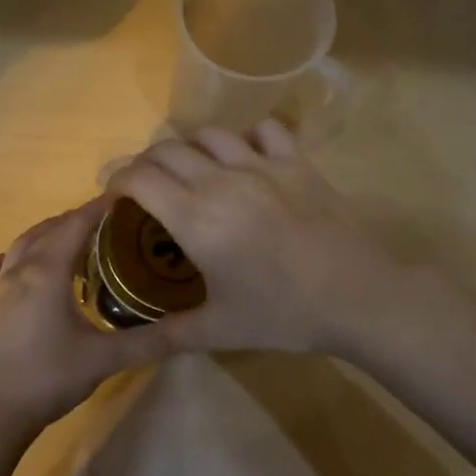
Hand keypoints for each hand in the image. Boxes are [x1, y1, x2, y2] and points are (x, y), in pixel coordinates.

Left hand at [0, 198, 178, 438]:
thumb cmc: (51, 377)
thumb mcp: (106, 358)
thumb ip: (149, 341)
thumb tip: (189, 328)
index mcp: (48, 272)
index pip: (76, 226)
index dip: (98, 208)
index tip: (122, 196)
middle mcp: (20, 271)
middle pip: (49, 230)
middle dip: (76, 219)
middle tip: (106, 220)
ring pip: (20, 246)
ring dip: (44, 234)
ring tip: (69, 235)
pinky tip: (3, 264)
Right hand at [106, 120, 408, 355]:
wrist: (359, 297)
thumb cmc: (284, 314)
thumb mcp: (220, 330)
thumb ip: (168, 334)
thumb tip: (130, 346)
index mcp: (196, 218)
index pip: (139, 178)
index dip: (118, 181)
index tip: (116, 197)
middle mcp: (221, 181)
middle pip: (167, 149)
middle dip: (145, 163)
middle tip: (147, 188)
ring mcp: (262, 165)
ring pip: (210, 134)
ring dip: (190, 147)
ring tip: (192, 171)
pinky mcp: (297, 162)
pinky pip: (264, 130)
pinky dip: (247, 138)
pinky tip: (247, 159)